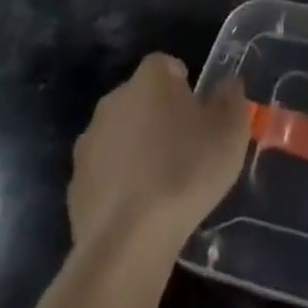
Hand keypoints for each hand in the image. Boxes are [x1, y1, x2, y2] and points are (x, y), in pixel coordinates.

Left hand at [68, 53, 248, 248]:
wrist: (127, 242)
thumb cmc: (185, 172)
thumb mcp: (230, 132)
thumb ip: (231, 100)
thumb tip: (227, 87)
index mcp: (149, 79)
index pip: (166, 66)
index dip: (183, 85)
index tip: (198, 113)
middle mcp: (114, 99)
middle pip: (141, 98)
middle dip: (158, 116)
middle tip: (183, 147)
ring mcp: (89, 142)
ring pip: (120, 135)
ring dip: (136, 149)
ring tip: (161, 184)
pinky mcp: (75, 184)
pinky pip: (104, 173)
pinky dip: (119, 183)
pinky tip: (138, 210)